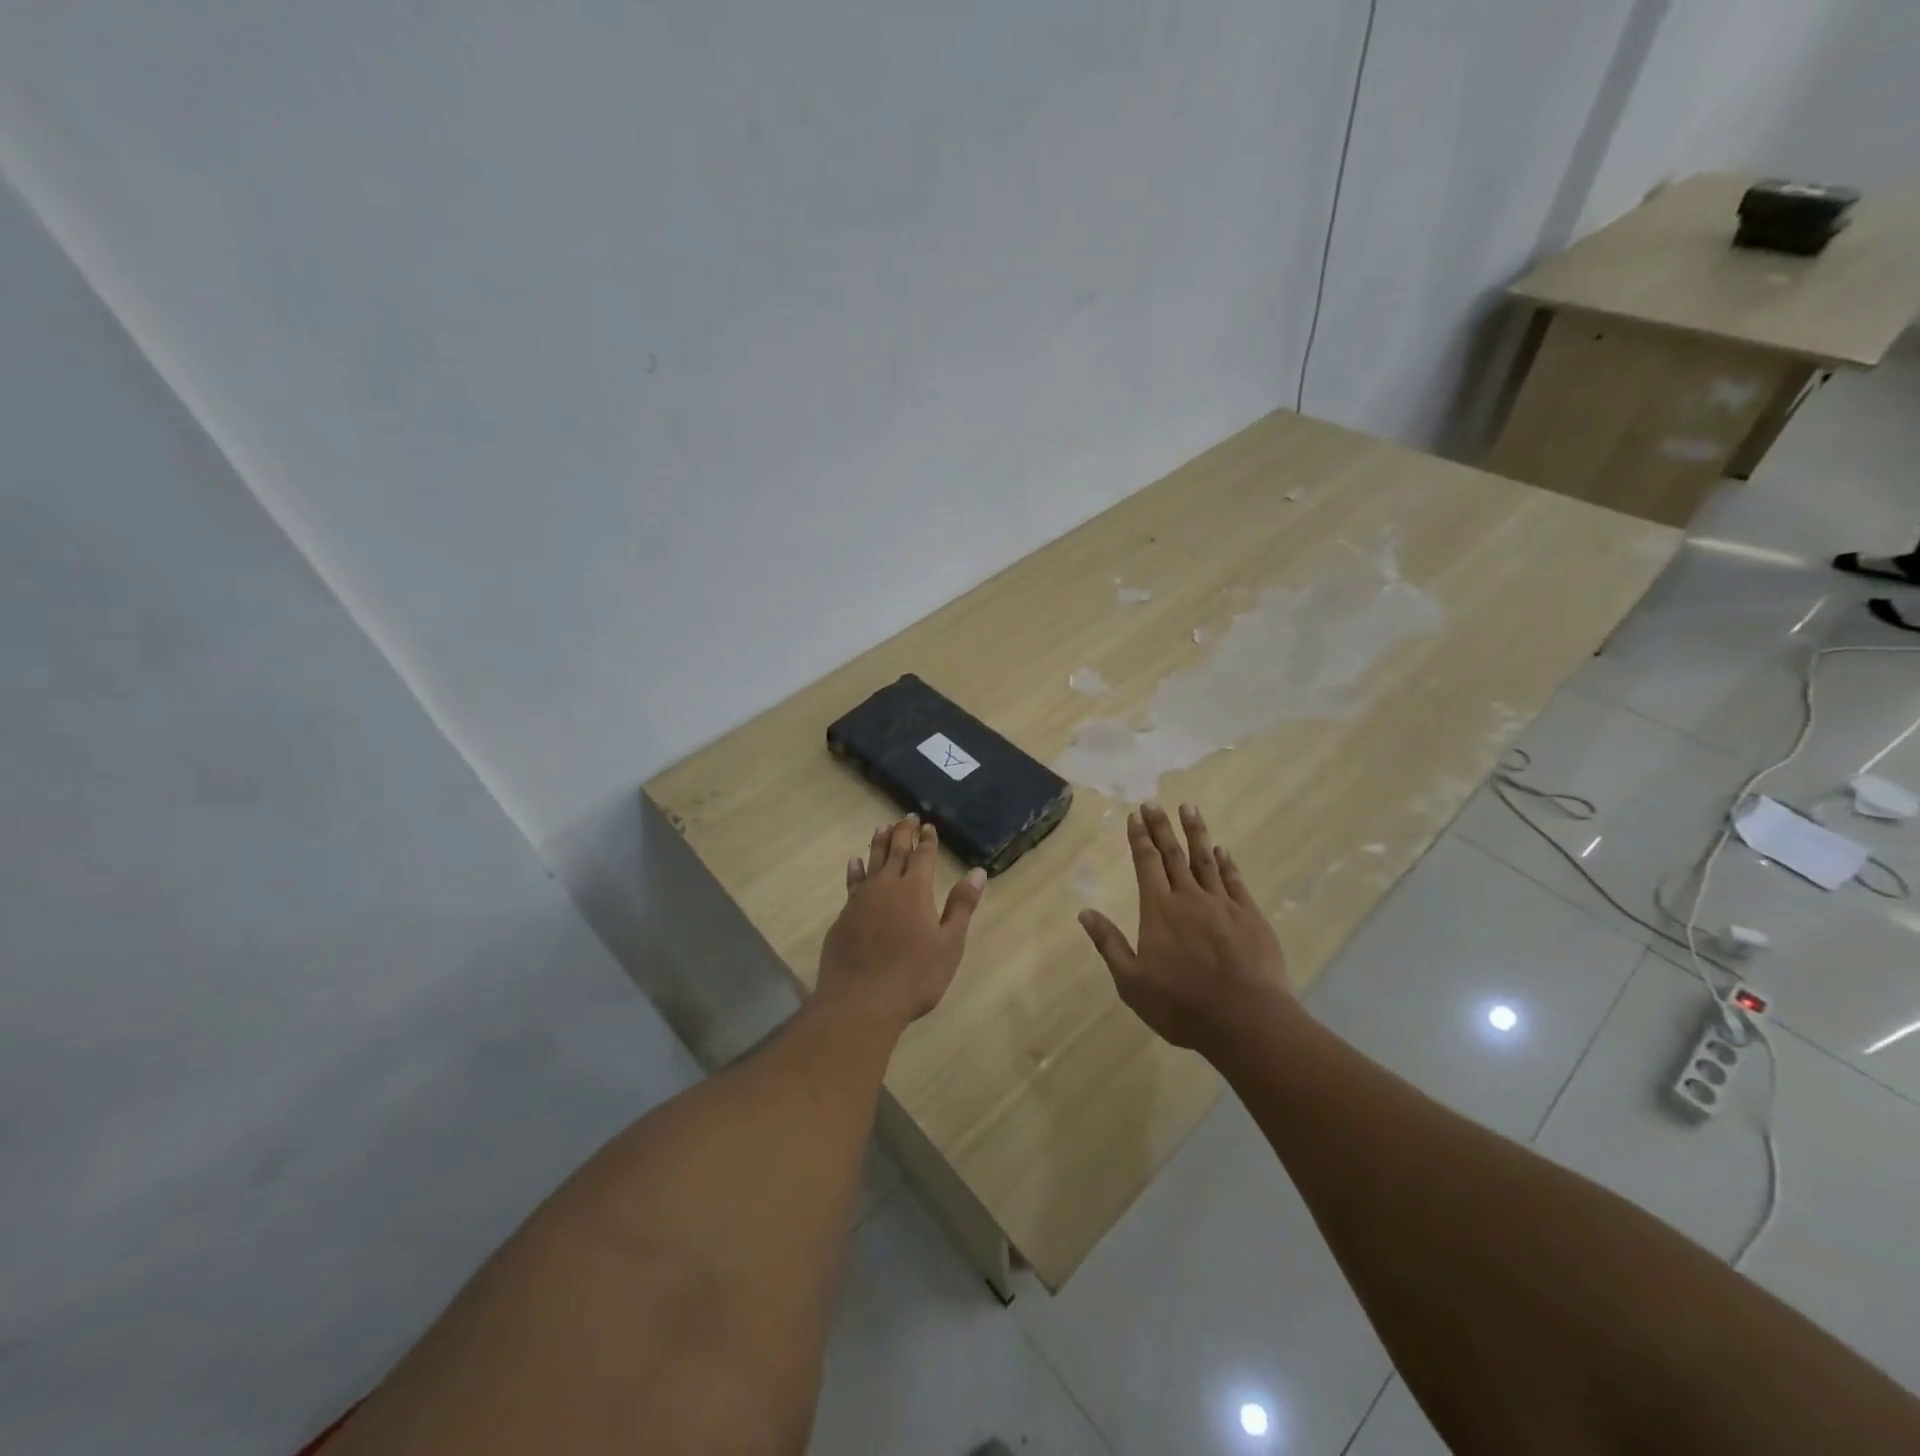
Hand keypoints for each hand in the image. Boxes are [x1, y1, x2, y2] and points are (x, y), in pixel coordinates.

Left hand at [817, 815, 985, 1029]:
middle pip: (896, 852)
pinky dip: (856, 870)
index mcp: (916, 890)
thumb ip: (962, 906)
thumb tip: (977, 872)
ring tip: (882, 827)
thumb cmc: (914, 976)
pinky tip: (854, 863)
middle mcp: (887, 887)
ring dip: (879, 843)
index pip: (923, 856)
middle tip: (908, 817)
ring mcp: (861, 900)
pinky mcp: (844, 916)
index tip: (929, 826)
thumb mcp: (949, 944)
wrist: (860, 1000)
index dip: (927, 840)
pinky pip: (852, 883)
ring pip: (871, 862)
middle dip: (903, 833)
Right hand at [1078, 803, 1292, 1053]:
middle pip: (1174, 854)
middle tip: (1155, 803)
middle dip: (1162, 827)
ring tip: (1189, 808)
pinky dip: (1227, 863)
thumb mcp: (1131, 982)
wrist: (1246, 1020)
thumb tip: (1085, 912)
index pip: (1146, 864)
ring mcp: (1223, 905)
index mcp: (1159, 911)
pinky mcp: (1251, 917)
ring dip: (1196, 833)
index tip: (1135, 815)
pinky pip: (1235, 881)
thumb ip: (1109, 944)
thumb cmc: (1181, 1005)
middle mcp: (1189, 898)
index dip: (1139, 838)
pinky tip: (1222, 851)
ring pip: (1206, 860)